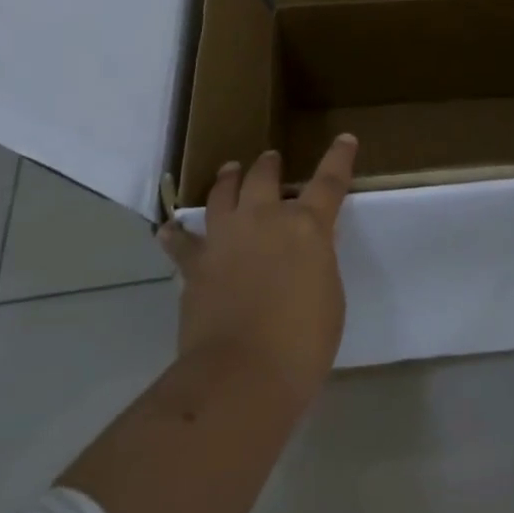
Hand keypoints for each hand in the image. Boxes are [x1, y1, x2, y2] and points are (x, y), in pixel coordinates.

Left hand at [157, 135, 356, 405]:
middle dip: (269, 165)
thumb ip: (317, 264)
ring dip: (228, 179)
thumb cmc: (303, 343)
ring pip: (222, 193)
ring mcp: (225, 238)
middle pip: (265, 177)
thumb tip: (304, 255)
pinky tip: (169, 229)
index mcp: (307, 227)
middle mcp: (264, 220)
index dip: (338, 158)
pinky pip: (181, 242)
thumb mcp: (329, 297)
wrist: (243, 373)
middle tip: (271, 159)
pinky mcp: (196, 264)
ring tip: (230, 170)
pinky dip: (176, 235)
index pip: (329, 182)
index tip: (344, 139)